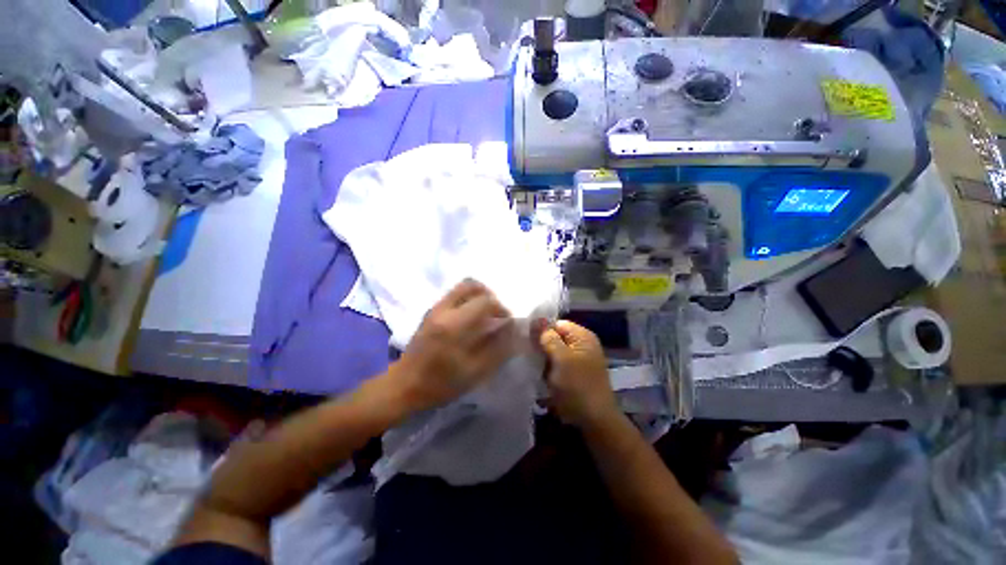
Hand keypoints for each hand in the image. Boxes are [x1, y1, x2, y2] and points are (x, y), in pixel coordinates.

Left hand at [395, 279, 514, 411]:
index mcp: (455, 325)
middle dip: (489, 295)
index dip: (501, 308)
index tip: (506, 322)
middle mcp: (444, 309)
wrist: (404, 385)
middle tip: (495, 313)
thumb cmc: (441, 383)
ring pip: (461, 287)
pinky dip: (467, 300)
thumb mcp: (474, 372)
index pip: (485, 301)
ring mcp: (435, 308)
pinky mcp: (430, 312)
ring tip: (484, 314)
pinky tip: (469, 319)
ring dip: (477, 296)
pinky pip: (453, 295)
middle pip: (471, 285)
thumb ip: (497, 348)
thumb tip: (511, 329)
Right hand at [537, 321, 617, 429]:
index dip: (541, 329)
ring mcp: (579, 360)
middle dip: (541, 345)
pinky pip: (557, 364)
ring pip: (554, 351)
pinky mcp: (574, 374)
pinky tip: (540, 374)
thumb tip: (537, 320)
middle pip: (555, 337)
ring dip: (543, 358)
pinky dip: (548, 368)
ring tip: (532, 365)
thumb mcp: (561, 358)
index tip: (527, 340)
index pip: (557, 323)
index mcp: (582, 336)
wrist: (594, 420)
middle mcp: (582, 345)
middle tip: (527, 353)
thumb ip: (548, 338)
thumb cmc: (577, 386)